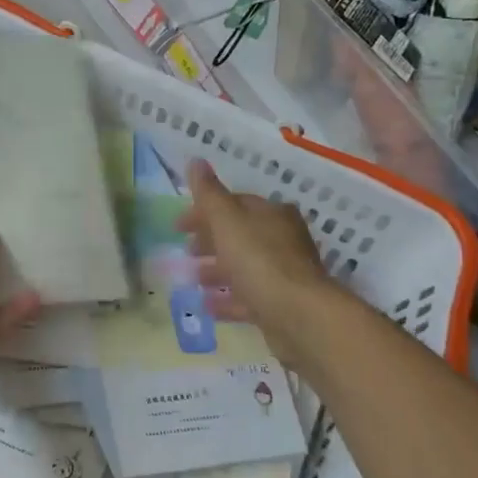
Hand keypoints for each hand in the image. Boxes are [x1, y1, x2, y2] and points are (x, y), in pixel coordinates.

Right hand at [177, 160, 339, 363]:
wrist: (299, 316)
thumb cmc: (260, 261)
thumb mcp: (227, 221)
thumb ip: (209, 194)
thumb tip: (195, 161)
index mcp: (272, 214)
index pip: (234, 204)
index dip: (204, 211)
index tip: (178, 226)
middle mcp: (282, 240)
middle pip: (240, 235)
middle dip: (211, 241)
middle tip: (186, 251)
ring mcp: (283, 274)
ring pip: (244, 267)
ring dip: (218, 271)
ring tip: (194, 279)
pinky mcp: (281, 305)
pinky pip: (248, 298)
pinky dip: (228, 299)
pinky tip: (208, 306)